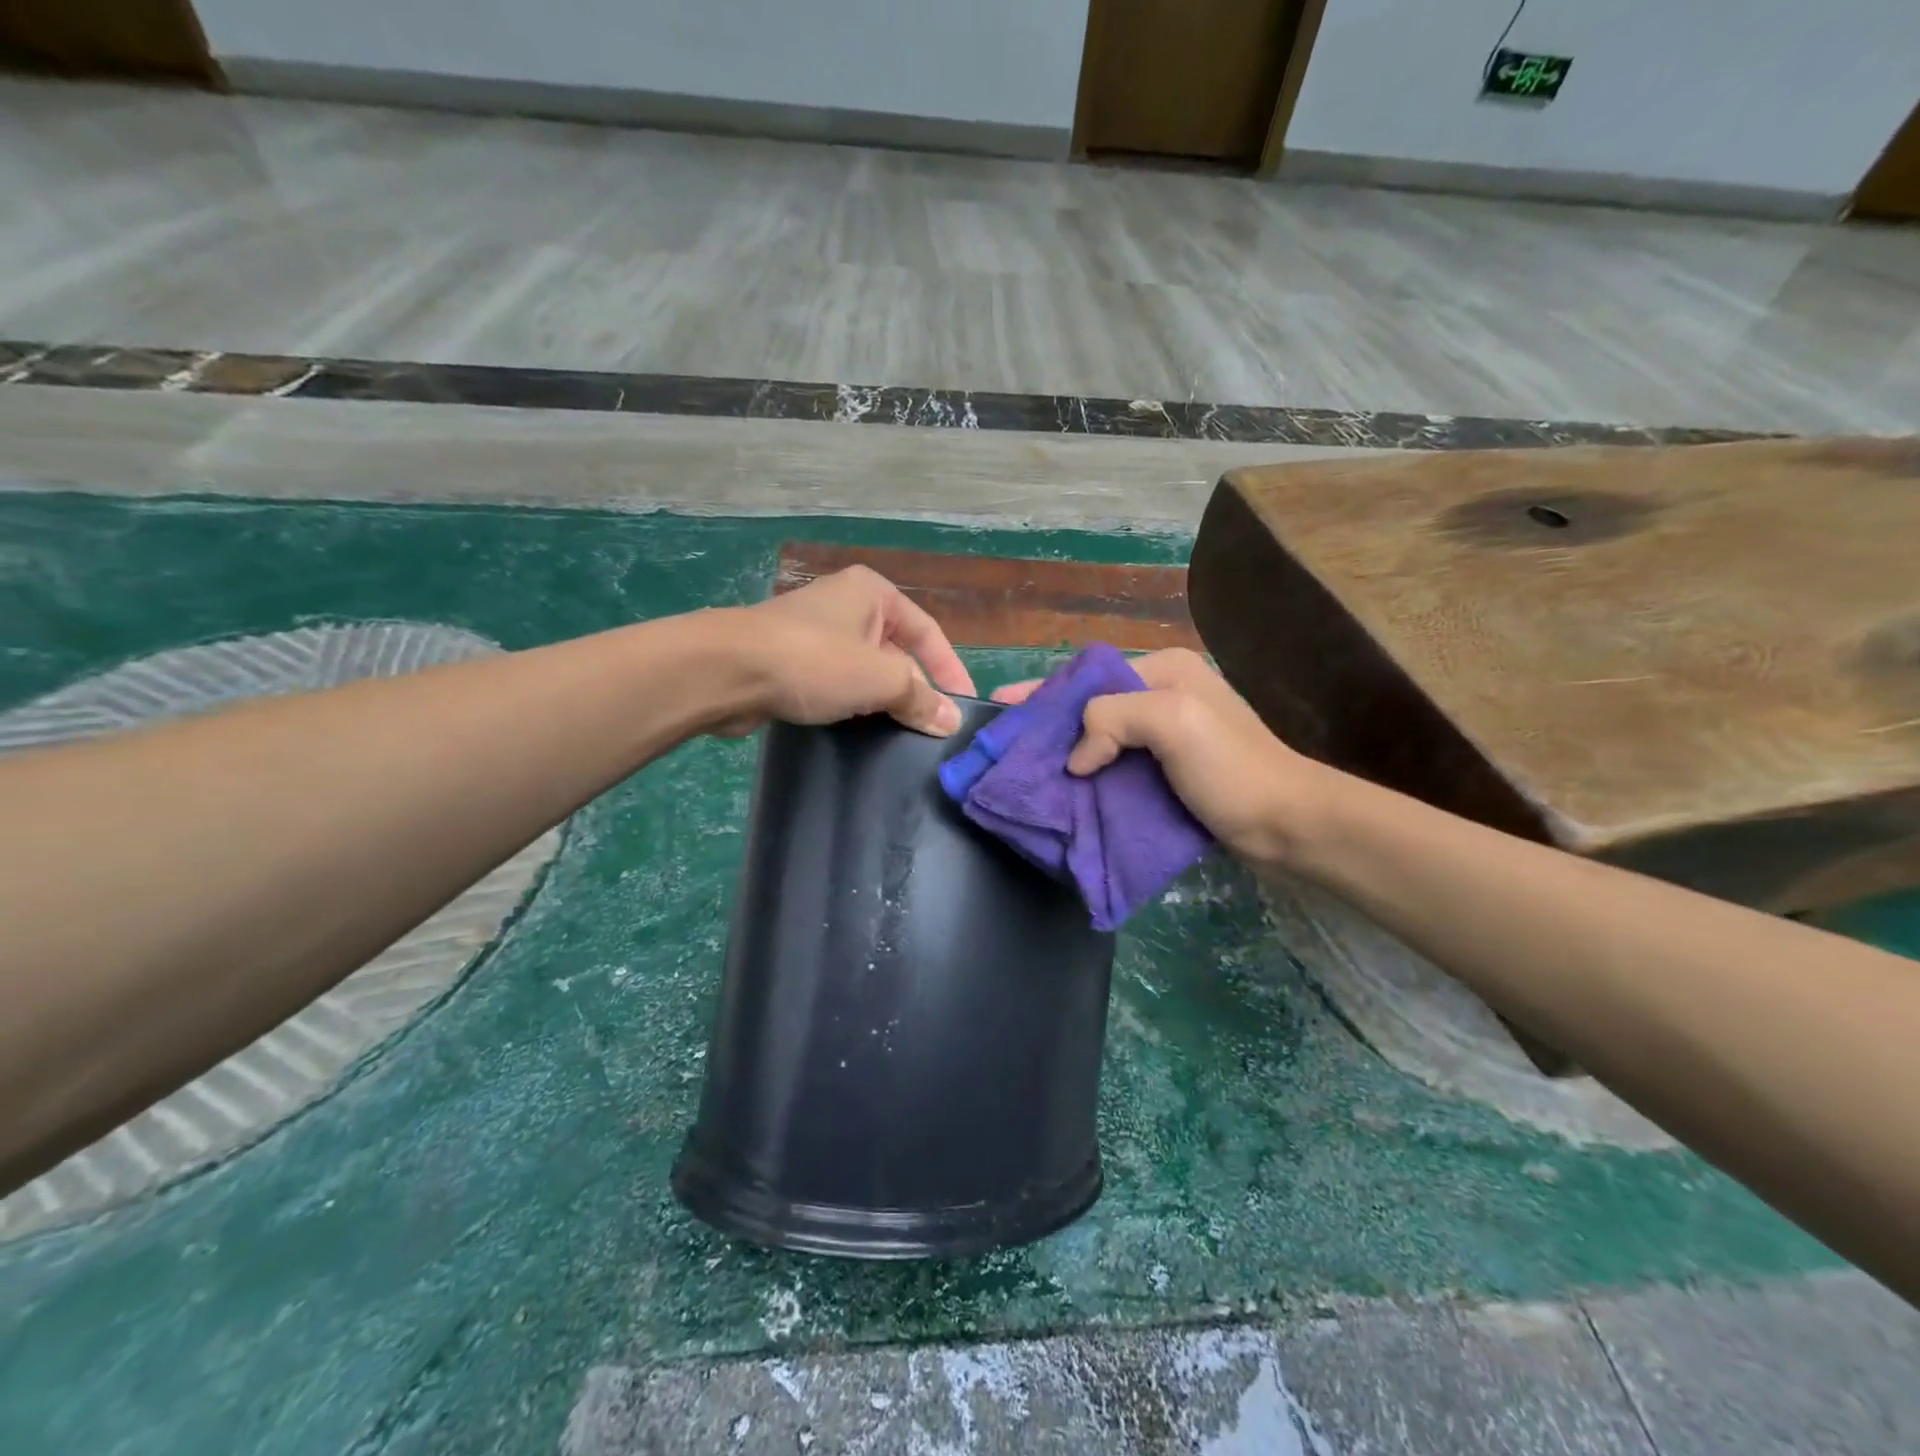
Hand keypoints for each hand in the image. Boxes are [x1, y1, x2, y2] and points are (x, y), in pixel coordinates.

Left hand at [725, 566, 976, 736]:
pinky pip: (835, 684)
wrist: (726, 670)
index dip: (951, 670)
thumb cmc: (814, 661)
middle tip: (931, 730)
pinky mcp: (790, 662)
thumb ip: (920, 698)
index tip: (963, 708)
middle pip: (897, 653)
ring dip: (882, 702)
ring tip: (900, 737)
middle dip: (914, 690)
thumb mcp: (880, 678)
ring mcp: (814, 633)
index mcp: (873, 593)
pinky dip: (850, 705)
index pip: (929, 632)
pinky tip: (859, 733)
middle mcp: (846, 606)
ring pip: (865, 672)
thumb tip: (952, 721)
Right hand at [994, 648, 1323, 867]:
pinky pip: (1117, 765)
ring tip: (1026, 770)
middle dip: (1050, 722)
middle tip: (1008, 744)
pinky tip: (1066, 791)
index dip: (1044, 690)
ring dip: (1067, 752)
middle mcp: (1164, 694)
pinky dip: (1090, 776)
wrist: (1287, 824)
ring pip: (1102, 737)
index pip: (1090, 675)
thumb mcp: (1172, 721)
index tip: (1001, 704)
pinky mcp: (1170, 771)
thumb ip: (1113, 718)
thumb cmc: (1231, 767)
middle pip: (1092, 704)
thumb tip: (1077, 760)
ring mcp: (1168, 735)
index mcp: (1165, 670)